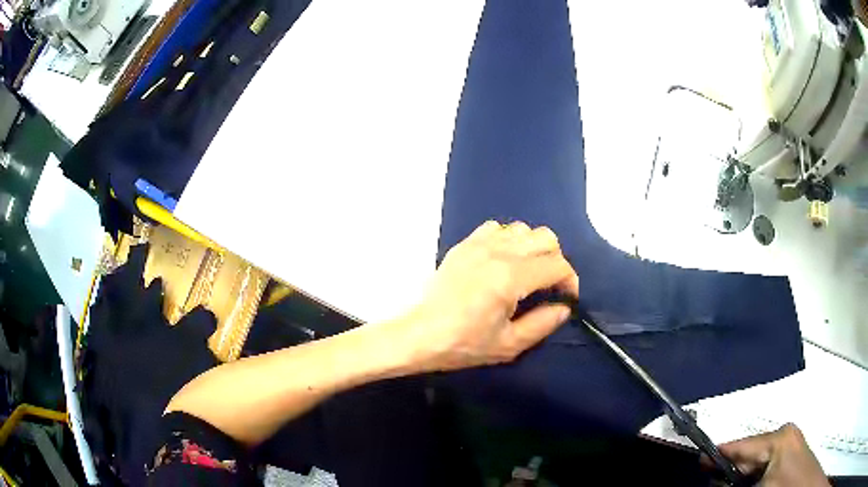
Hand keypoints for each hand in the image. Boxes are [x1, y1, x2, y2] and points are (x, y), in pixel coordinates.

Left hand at [398, 220, 578, 372]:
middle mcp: (498, 252)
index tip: (566, 299)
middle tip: (549, 286)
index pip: (557, 265)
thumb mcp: (509, 345)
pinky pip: (496, 228)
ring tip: (527, 273)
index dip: (570, 281)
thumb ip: (543, 324)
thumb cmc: (464, 344)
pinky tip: (502, 261)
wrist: (420, 335)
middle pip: (546, 238)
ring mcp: (479, 244)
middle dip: (556, 261)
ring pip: (523, 229)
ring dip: (534, 248)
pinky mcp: (464, 244)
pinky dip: (508, 240)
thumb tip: (564, 307)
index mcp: (511, 277)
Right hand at [718, 424, 828, 486]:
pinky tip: (745, 483)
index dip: (715, 455)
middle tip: (708, 478)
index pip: (739, 446)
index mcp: (778, 438)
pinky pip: (765, 464)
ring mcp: (790, 442)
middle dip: (728, 470)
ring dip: (740, 475)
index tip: (695, 461)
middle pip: (747, 453)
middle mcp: (784, 434)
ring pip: (756, 460)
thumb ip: (734, 485)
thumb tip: (714, 478)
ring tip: (723, 480)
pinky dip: (752, 476)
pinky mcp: (792, 453)